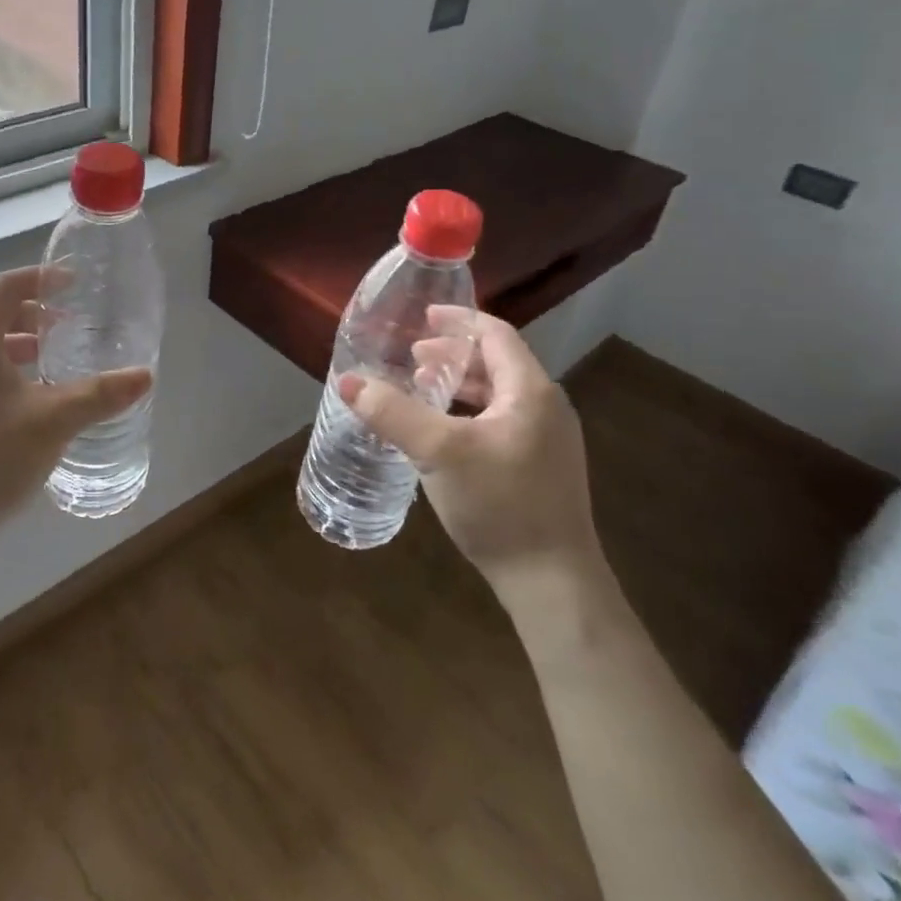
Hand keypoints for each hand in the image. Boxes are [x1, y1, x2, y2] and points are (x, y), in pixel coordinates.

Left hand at [0, 266, 152, 550]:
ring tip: (54, 364)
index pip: (6, 286)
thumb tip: (145, 376)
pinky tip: (25, 404)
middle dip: (34, 315)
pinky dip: (1, 371)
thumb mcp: (52, 422)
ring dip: (19, 346)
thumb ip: (100, 394)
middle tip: (72, 327)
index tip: (75, 283)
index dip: (42, 279)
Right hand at [340, 307, 601, 595]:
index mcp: (531, 391)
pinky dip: (469, 412)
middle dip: (452, 355)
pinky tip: (443, 434)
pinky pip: (501, 421)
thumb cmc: (499, 503)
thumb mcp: (438, 452)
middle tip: (412, 358)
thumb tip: (348, 382)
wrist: (553, 583)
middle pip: (497, 363)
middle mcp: (546, 408)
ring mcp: (548, 441)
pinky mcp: (541, 468)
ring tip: (421, 389)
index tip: (422, 317)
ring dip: (459, 384)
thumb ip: (392, 412)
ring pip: (499, 394)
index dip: (458, 321)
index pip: (495, 335)